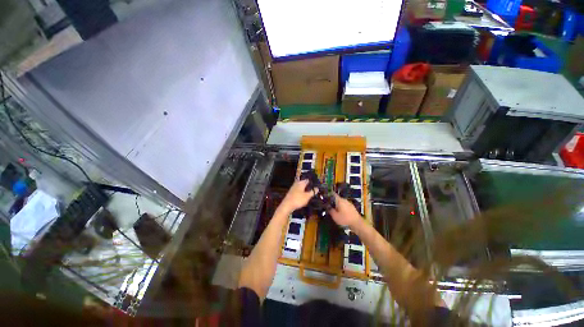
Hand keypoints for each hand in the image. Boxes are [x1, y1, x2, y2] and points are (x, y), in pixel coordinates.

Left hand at [280, 179, 317, 212]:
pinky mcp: (290, 193)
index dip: (311, 181)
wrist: (287, 205)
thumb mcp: (307, 196)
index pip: (307, 180)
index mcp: (301, 183)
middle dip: (307, 185)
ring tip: (309, 192)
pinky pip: (297, 191)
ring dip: (304, 189)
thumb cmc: (298, 200)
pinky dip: (300, 192)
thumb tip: (317, 188)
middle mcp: (296, 184)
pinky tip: (303, 196)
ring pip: (300, 187)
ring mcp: (293, 189)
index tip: (316, 184)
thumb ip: (312, 192)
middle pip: (303, 183)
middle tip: (313, 188)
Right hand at [329, 194, 361, 227]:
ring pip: (341, 202)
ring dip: (337, 205)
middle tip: (327, 205)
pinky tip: (340, 212)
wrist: (356, 222)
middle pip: (337, 198)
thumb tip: (327, 206)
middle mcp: (345, 200)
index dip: (328, 195)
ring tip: (333, 209)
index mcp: (340, 200)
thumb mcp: (335, 216)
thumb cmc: (345, 219)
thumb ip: (330, 210)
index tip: (324, 197)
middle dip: (332, 201)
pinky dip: (341, 208)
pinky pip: (344, 205)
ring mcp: (349, 203)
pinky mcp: (352, 207)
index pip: (333, 194)